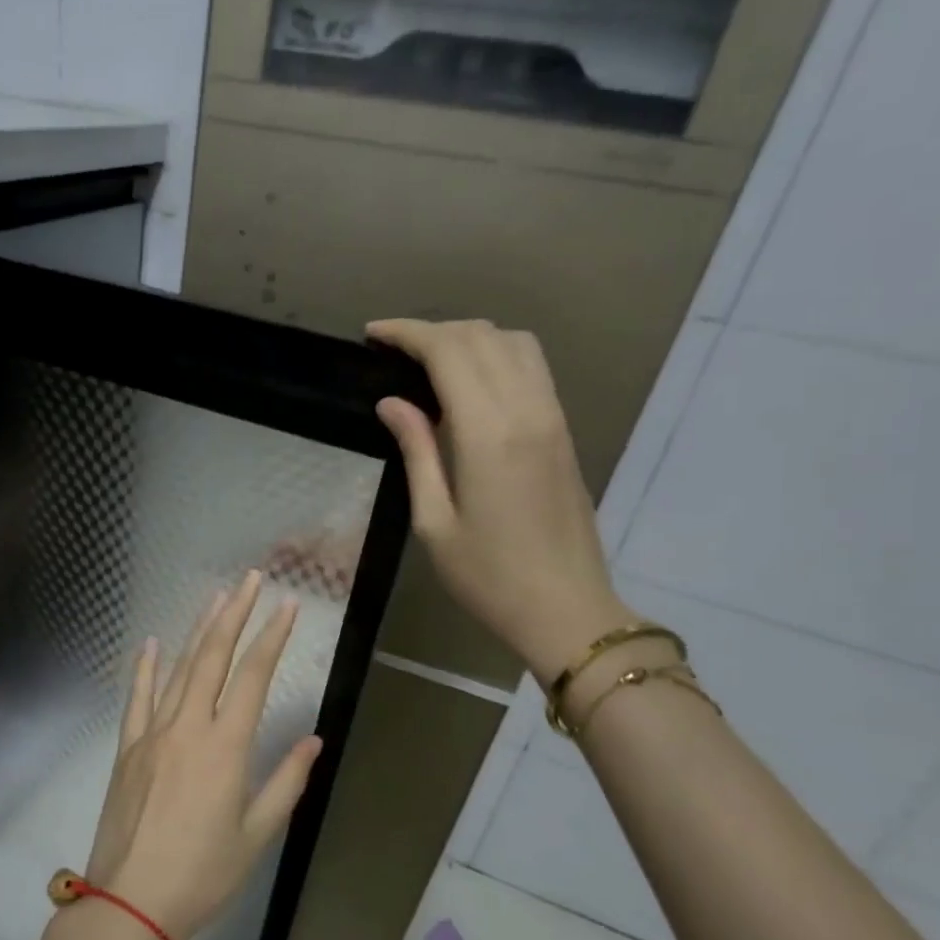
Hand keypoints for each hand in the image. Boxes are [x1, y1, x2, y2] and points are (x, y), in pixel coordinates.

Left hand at [81, 570, 323, 939]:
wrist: (130, 903)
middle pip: (213, 657)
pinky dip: (144, 667)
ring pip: (177, 669)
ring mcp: (152, 734)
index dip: (272, 637)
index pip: (254, 676)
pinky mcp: (127, 748)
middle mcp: (188, 727)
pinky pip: (136, 698)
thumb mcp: (256, 834)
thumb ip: (286, 782)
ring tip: (215, 598)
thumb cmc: (203, 874)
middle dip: (234, 614)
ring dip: (197, 630)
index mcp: (225, 747)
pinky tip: (150, 643)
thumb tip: (314, 741)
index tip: (287, 606)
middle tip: (251, 580)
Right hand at [367, 319, 631, 683]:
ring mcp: (552, 417)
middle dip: (433, 330)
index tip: (373, 335)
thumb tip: (392, 403)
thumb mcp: (434, 522)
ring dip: (469, 337)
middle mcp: (527, 410)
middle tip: (392, 348)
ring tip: (429, 358)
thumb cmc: (488, 576)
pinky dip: (496, 354)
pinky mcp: (563, 430)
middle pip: (482, 337)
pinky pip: (531, 367)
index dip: (408, 333)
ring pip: (514, 343)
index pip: (450, 351)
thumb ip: (416, 452)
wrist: (566, 609)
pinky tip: (469, 380)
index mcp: (489, 433)